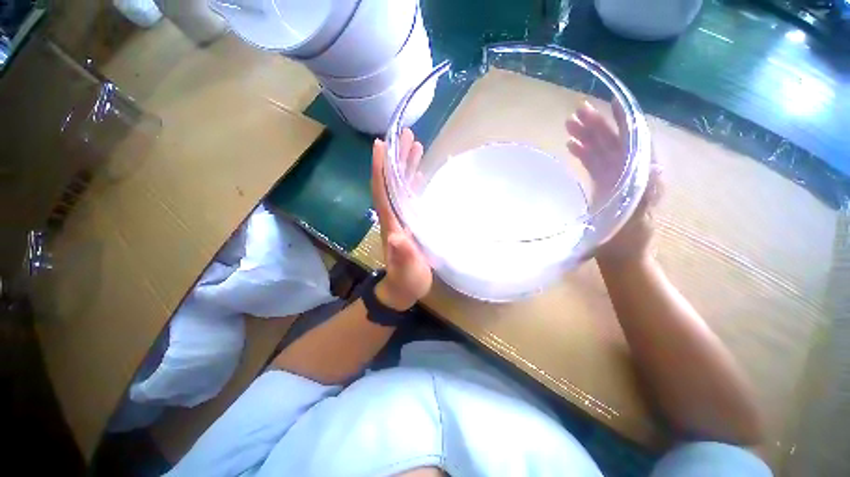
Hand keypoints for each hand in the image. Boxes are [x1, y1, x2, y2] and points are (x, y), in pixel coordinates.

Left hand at [370, 129, 432, 309]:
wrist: (403, 290)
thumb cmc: (406, 281)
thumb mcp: (407, 271)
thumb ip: (403, 255)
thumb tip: (396, 236)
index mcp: (391, 222)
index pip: (381, 190)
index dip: (380, 168)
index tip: (381, 144)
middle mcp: (393, 215)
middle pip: (390, 182)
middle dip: (395, 158)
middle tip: (404, 134)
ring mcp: (401, 218)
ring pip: (399, 186)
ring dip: (405, 165)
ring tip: (415, 144)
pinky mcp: (409, 222)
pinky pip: (408, 196)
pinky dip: (412, 181)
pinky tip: (418, 171)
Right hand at [566, 101, 662, 266]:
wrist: (619, 255)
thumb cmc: (629, 240)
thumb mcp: (639, 219)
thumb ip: (647, 194)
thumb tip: (653, 164)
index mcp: (643, 174)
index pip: (635, 140)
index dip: (624, 121)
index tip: (611, 103)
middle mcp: (631, 171)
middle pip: (614, 142)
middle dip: (597, 125)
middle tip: (576, 112)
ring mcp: (615, 177)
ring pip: (601, 150)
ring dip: (586, 136)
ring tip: (568, 125)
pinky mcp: (603, 185)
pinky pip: (592, 163)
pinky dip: (582, 153)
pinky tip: (571, 146)